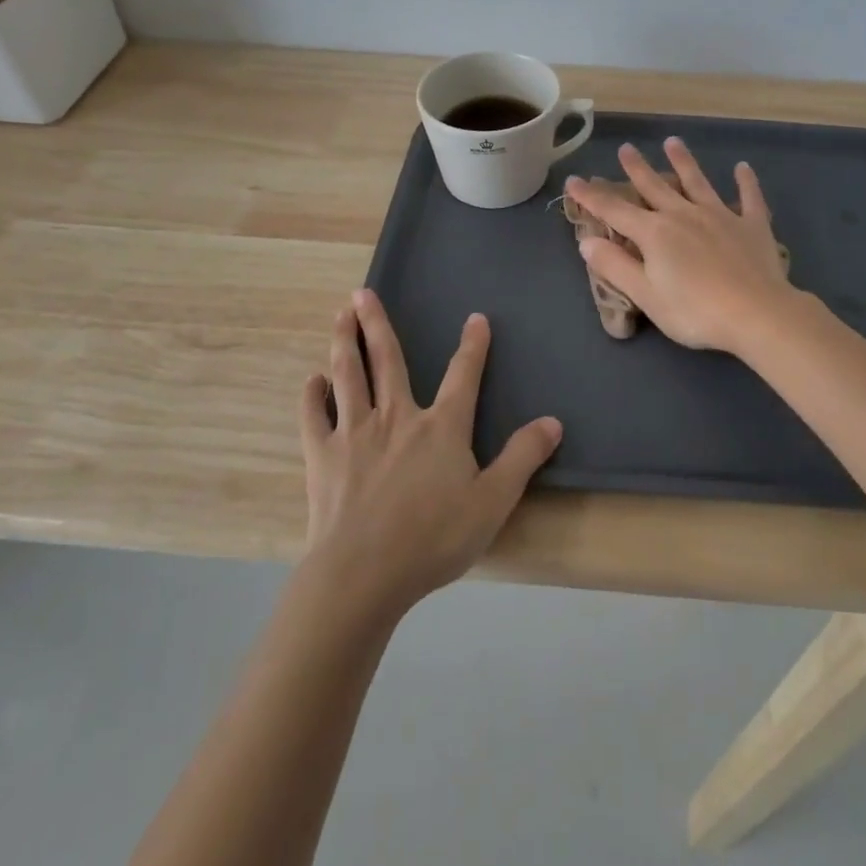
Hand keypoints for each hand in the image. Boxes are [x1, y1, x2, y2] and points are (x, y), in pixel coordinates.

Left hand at [296, 288, 561, 617]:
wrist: (364, 573)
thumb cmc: (434, 538)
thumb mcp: (493, 501)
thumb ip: (522, 457)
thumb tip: (553, 421)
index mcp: (441, 427)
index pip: (462, 376)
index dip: (472, 346)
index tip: (476, 318)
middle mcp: (397, 417)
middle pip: (387, 360)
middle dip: (378, 324)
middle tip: (363, 292)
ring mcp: (355, 433)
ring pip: (349, 376)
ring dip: (344, 343)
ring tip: (340, 315)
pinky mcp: (323, 456)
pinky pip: (314, 417)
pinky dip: (312, 396)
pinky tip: (312, 381)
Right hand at [563, 138, 794, 355]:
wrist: (757, 313)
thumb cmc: (695, 311)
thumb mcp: (646, 295)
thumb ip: (615, 266)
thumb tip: (586, 242)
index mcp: (655, 233)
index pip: (614, 210)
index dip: (591, 196)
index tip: (574, 180)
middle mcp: (684, 215)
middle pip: (655, 187)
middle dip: (637, 168)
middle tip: (626, 148)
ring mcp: (720, 216)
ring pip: (697, 182)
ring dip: (683, 162)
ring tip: (673, 142)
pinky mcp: (752, 226)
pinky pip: (748, 198)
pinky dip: (746, 182)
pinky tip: (743, 168)